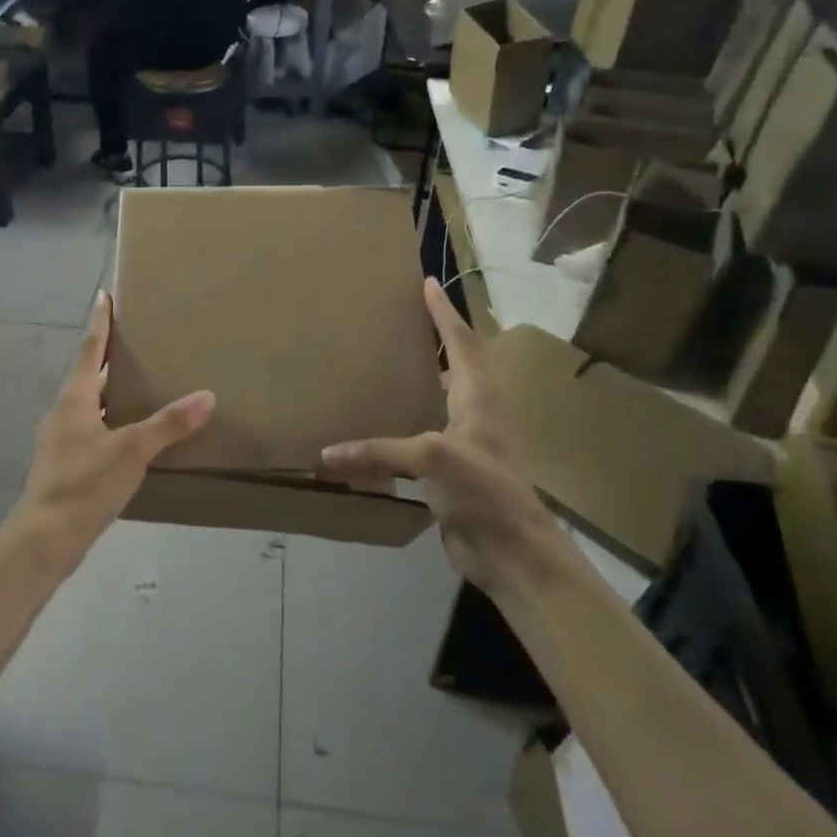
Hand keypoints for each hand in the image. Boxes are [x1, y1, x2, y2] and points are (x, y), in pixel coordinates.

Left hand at [16, 291, 214, 555]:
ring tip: (140, 385)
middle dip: (109, 357)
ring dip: (110, 391)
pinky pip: (91, 430)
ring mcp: (61, 440)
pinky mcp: (65, 465)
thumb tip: (207, 396)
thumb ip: (169, 424)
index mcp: (75, 398)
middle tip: (135, 341)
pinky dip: (111, 421)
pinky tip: (130, 435)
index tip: (103, 295)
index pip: (90, 349)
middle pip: (88, 375)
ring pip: (89, 404)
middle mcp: (64, 412)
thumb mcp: (132, 450)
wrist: (44, 539)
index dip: (100, 322)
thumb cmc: (85, 484)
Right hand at [319, 279, 554, 588]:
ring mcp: (466, 445)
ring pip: (440, 402)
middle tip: (401, 322)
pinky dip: (401, 427)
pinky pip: (422, 439)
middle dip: (435, 340)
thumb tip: (326, 455)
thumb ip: (379, 452)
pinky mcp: (452, 474)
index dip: (444, 313)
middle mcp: (475, 415)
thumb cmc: (484, 490)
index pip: (462, 342)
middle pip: (458, 366)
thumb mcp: (433, 457)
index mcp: (479, 398)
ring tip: (384, 367)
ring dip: (420, 382)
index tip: (427, 284)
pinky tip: (377, 429)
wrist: (511, 553)